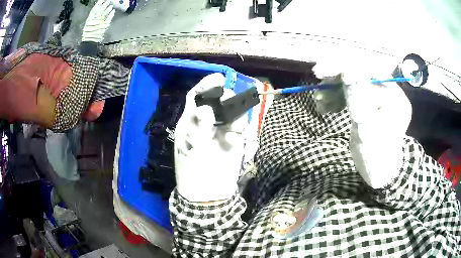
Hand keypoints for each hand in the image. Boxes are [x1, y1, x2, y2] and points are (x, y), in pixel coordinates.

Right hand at [82, 0, 114, 41]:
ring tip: (111, 5)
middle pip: (101, 9)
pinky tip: (113, 11)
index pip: (95, 9)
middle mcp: (95, 18)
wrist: (89, 41)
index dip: (99, 3)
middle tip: (108, 1)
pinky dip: (111, 14)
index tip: (102, 0)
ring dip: (109, 8)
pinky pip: (109, 17)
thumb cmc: (88, 33)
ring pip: (105, 12)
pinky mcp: (105, 25)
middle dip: (105, 4)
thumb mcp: (88, 24)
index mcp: (90, 18)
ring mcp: (100, 21)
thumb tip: (97, 10)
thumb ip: (92, 17)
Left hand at [174, 73, 246, 201]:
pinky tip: (234, 140)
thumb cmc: (193, 172)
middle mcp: (206, 123)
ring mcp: (221, 131)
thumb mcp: (191, 149)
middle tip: (230, 103)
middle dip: (224, 98)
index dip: (206, 85)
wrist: (208, 195)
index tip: (219, 77)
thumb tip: (208, 108)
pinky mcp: (234, 141)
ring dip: (235, 114)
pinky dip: (239, 129)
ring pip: (231, 112)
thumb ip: (200, 127)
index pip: (196, 97)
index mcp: (190, 122)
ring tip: (234, 129)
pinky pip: (240, 127)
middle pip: (216, 101)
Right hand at [314, 63, 411, 188]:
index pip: (370, 69)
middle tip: (318, 79)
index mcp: (394, 96)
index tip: (322, 72)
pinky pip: (352, 92)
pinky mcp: (370, 103)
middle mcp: (388, 92)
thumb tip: (346, 70)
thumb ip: (357, 98)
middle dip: (337, 75)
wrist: (378, 173)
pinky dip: (337, 96)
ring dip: (334, 87)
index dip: (346, 66)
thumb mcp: (366, 129)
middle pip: (361, 72)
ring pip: (354, 81)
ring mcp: (378, 97)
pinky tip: (326, 106)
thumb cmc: (375, 157)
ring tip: (320, 100)